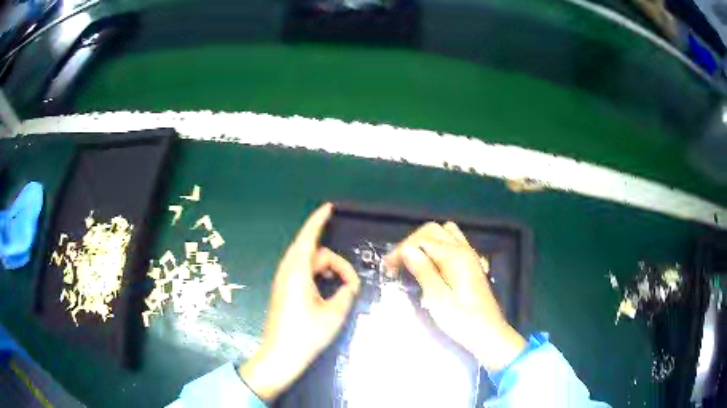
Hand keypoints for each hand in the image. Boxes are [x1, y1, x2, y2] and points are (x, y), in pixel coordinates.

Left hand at [239, 203, 360, 399]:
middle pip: (313, 252)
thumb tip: (350, 285)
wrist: (279, 356)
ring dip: (327, 268)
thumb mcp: (334, 314)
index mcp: (297, 272)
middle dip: (334, 261)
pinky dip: (318, 274)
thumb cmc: (306, 335)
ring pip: (308, 263)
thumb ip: (346, 293)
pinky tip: (329, 289)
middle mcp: (287, 271)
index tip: (329, 208)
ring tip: (343, 286)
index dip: (318, 220)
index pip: (308, 237)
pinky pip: (302, 272)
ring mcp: (283, 281)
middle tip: (351, 282)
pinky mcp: (284, 291)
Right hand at [384, 222, 524, 371]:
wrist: (488, 334)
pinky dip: (438, 246)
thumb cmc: (462, 320)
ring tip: (414, 260)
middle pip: (433, 231)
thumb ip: (423, 270)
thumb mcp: (437, 298)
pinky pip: (454, 243)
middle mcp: (464, 249)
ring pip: (445, 233)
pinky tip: (433, 264)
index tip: (387, 267)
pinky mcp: (472, 265)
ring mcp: (470, 256)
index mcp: (455, 256)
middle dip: (412, 242)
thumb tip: (406, 249)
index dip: (401, 250)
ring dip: (426, 241)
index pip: (421, 240)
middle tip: (398, 263)